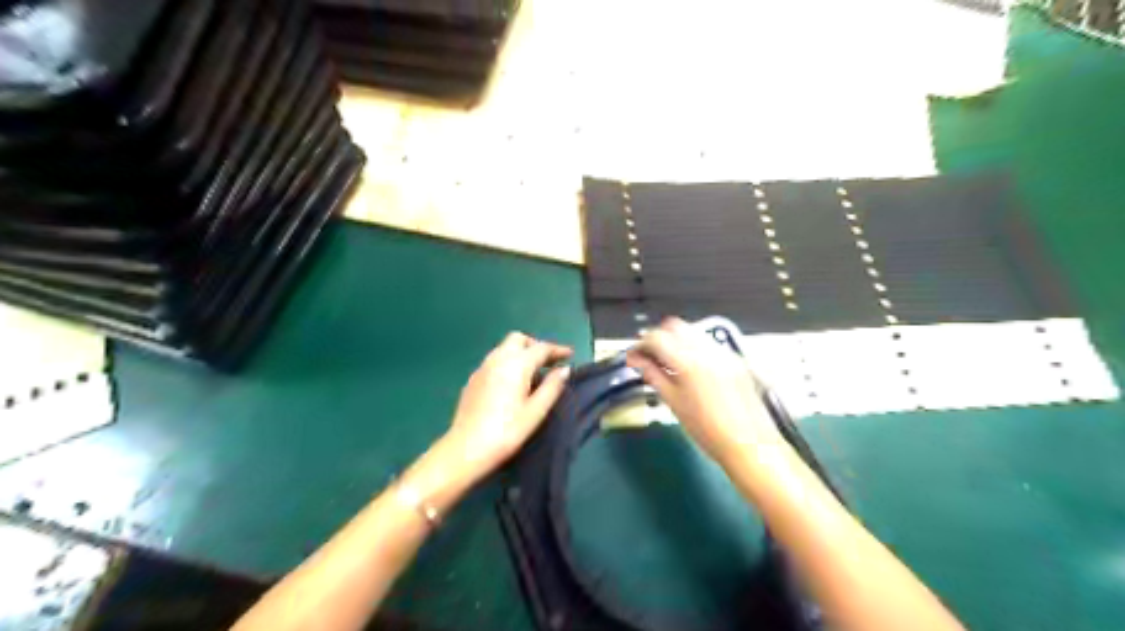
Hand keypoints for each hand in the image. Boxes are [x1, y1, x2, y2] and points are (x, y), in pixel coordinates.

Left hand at [443, 333, 574, 479]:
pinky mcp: (473, 379)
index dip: (557, 349)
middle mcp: (498, 359)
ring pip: (504, 348)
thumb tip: (564, 369)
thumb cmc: (507, 431)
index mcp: (516, 364)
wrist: (466, 448)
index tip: (570, 355)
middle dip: (535, 346)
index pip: (541, 347)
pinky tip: (513, 383)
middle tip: (549, 362)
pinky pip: (494, 361)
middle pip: (519, 339)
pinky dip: (508, 363)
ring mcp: (482, 368)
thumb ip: (552, 387)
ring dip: (521, 353)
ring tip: (534, 373)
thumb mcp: (536, 411)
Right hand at [625, 320, 784, 467]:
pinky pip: (708, 343)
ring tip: (667, 361)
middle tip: (647, 356)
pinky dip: (693, 347)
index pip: (656, 338)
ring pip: (692, 331)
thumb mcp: (673, 403)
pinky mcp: (735, 360)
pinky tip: (689, 367)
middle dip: (657, 337)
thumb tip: (636, 360)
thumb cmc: (707, 430)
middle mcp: (707, 350)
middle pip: (674, 326)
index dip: (640, 345)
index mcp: (688, 362)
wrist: (749, 445)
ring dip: (675, 340)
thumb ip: (653, 375)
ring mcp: (724, 353)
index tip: (633, 357)